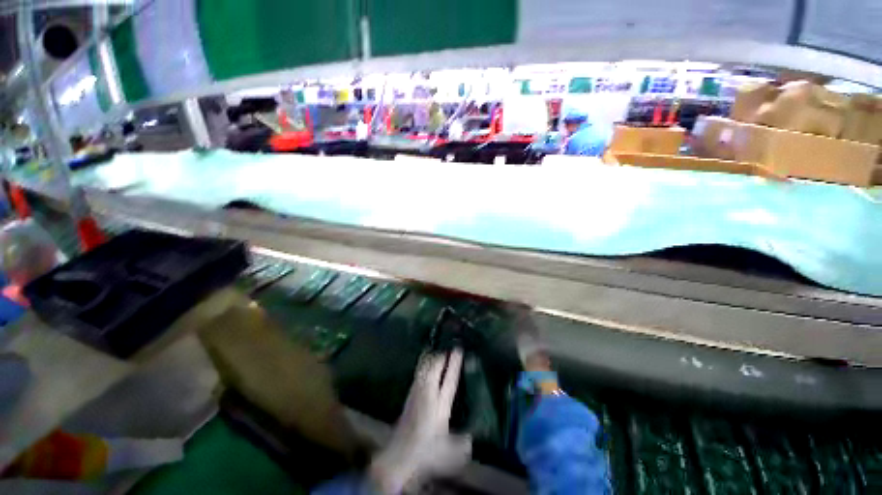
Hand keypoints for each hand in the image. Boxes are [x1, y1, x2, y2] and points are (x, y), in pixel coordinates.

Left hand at [369, 349, 470, 493]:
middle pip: (434, 366)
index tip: (458, 348)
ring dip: (431, 355)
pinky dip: (424, 362)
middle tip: (448, 341)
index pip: (450, 378)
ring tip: (437, 345)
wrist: (398, 456)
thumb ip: (463, 444)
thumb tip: (471, 438)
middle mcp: (428, 393)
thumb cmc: (426, 453)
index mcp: (440, 404)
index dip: (454, 363)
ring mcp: (417, 391)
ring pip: (424, 366)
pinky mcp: (410, 394)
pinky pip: (419, 370)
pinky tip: (426, 360)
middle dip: (441, 353)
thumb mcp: (450, 453)